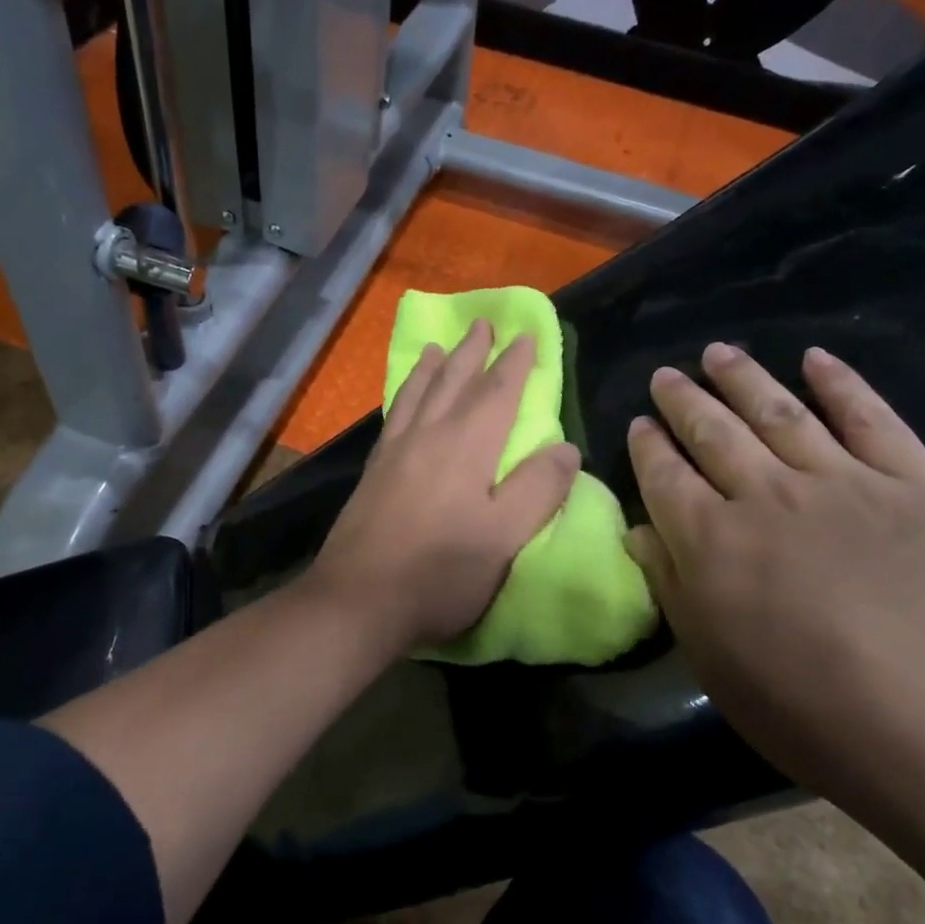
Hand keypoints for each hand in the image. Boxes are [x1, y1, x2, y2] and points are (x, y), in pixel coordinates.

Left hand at [309, 320, 579, 653]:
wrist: (358, 599)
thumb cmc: (440, 572)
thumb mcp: (504, 537)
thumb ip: (537, 490)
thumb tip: (565, 448)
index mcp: (466, 446)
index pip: (497, 392)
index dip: (515, 363)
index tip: (526, 335)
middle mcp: (428, 436)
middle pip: (453, 382)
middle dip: (472, 352)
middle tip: (483, 323)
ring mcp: (393, 453)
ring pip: (417, 394)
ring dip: (432, 367)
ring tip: (437, 347)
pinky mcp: (372, 473)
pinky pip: (393, 416)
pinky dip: (403, 396)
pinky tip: (402, 401)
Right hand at [625, 343, 924, 851]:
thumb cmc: (812, 712)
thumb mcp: (715, 664)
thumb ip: (673, 589)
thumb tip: (640, 533)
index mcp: (712, 542)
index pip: (665, 476)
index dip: (648, 446)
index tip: (640, 422)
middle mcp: (768, 496)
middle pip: (714, 433)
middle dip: (685, 401)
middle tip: (667, 374)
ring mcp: (845, 483)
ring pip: (781, 413)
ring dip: (744, 378)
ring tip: (719, 352)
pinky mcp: (916, 486)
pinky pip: (872, 420)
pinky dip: (841, 384)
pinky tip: (817, 359)